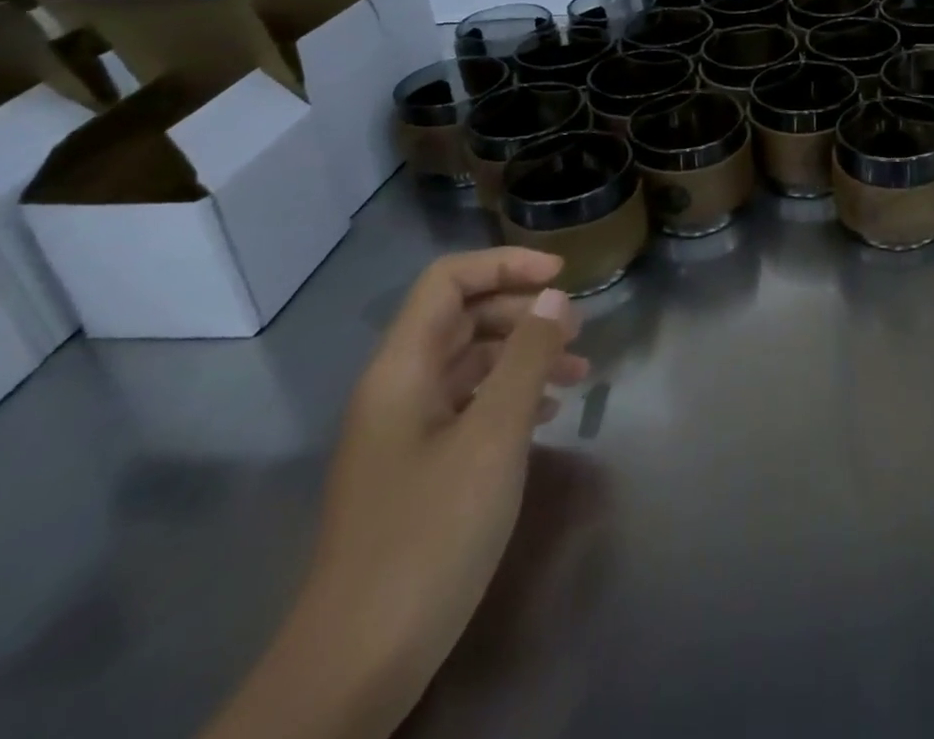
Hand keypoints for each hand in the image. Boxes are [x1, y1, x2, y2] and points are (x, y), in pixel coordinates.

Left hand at [205, 249, 589, 738]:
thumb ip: (526, 358)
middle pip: (461, 317)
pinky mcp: (418, 470)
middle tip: (579, 329)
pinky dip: (512, 395)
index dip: (505, 265)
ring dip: (524, 355)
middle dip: (522, 310)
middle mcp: (398, 390)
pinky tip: (549, 414)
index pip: (448, 281)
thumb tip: (556, 296)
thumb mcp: (493, 438)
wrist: (354, 668)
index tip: (562, 277)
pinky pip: (469, 406)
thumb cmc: (428, 535)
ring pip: (470, 363)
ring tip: (579, 371)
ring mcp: (405, 433)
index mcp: (402, 370)